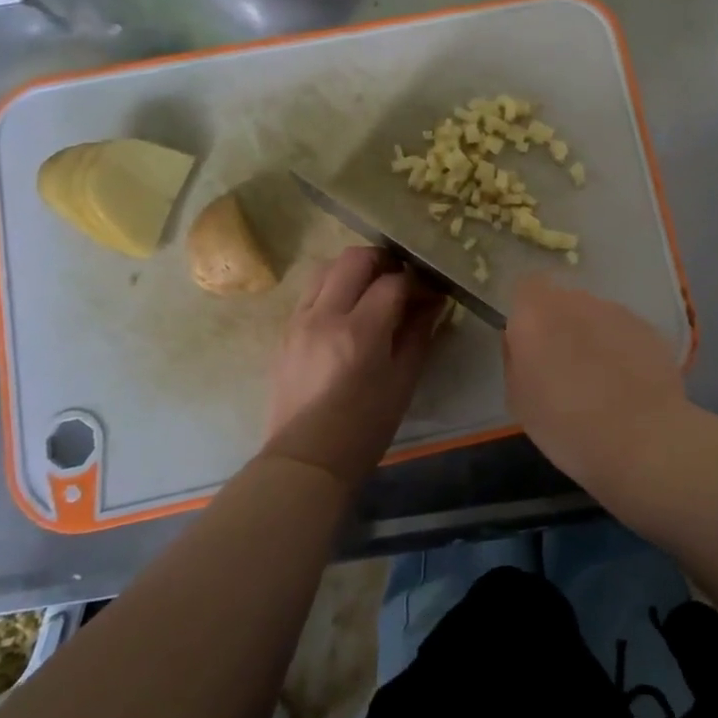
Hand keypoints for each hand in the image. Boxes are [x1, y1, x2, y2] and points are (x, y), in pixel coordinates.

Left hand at [263, 247, 443, 486]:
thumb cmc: (364, 427)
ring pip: (326, 267)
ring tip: (372, 289)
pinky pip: (310, 292)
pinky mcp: (285, 331)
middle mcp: (325, 315)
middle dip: (384, 261)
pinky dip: (332, 288)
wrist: (306, 459)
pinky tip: (347, 310)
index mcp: (360, 331)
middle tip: (402, 279)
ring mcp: (299, 320)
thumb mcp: (403, 381)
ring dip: (354, 269)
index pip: (394, 282)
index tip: (431, 293)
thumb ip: (418, 334)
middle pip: (355, 258)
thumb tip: (433, 302)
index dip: (417, 282)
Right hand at [503, 272, 686, 491]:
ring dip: (592, 336)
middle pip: (561, 301)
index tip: (529, 343)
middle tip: (563, 365)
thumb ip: (515, 359)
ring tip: (601, 379)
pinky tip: (627, 383)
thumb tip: (522, 344)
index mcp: (535, 314)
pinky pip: (622, 331)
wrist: (644, 441)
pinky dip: (621, 348)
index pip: (525, 288)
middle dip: (560, 325)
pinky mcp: (648, 327)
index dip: (526, 313)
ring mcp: (615, 311)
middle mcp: (575, 301)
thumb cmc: (567, 426)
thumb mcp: (518, 401)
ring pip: (594, 315)